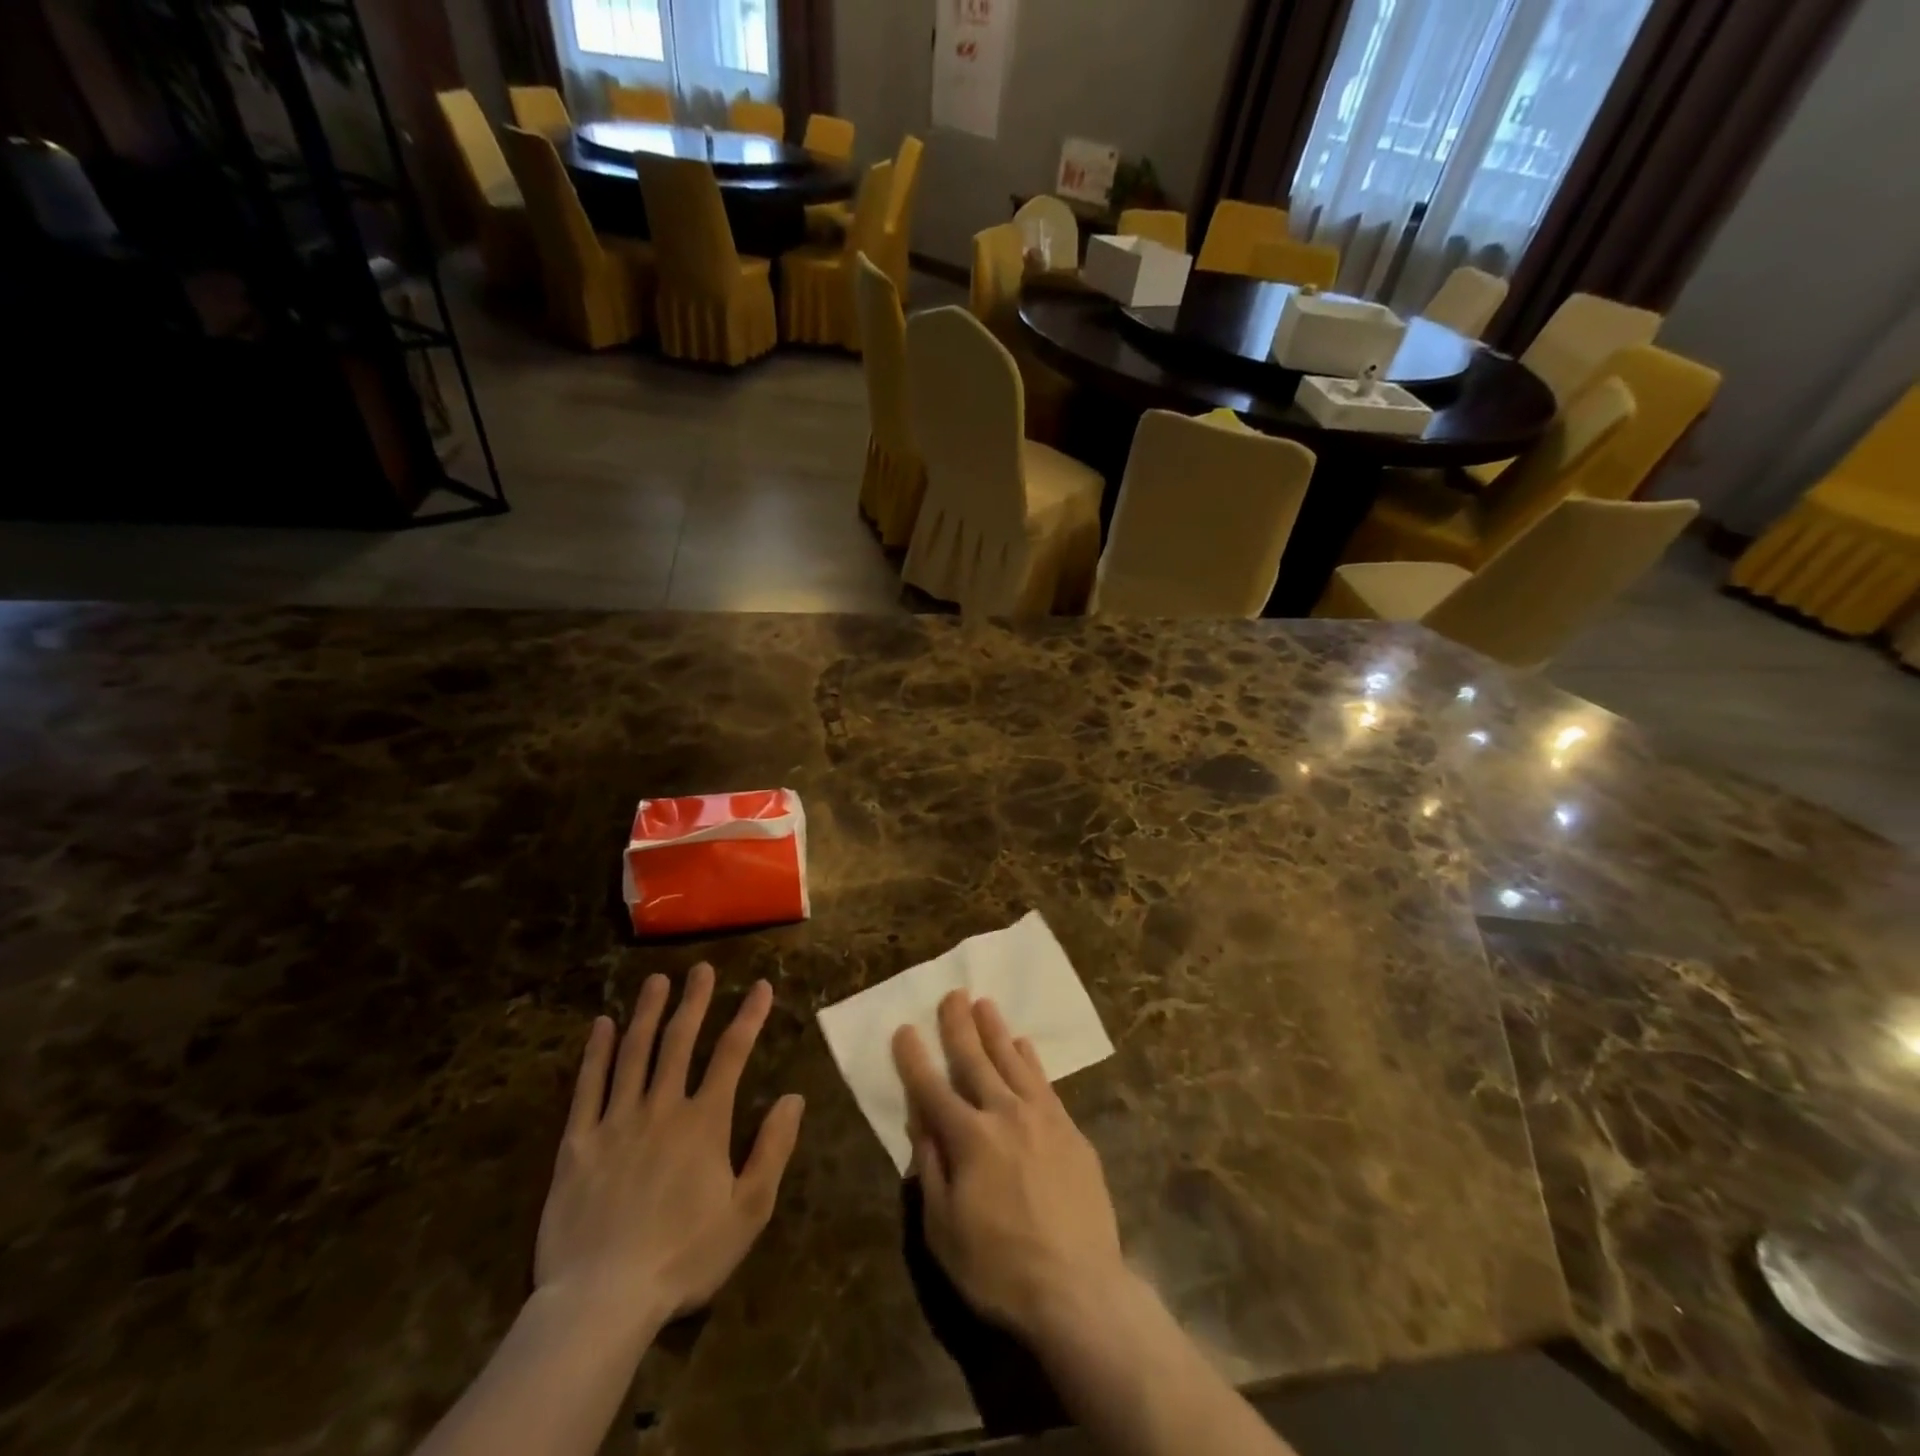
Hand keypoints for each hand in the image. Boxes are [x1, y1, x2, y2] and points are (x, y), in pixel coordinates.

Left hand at [534, 964, 804, 1332]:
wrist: (602, 1301)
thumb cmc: (684, 1257)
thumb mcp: (748, 1211)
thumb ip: (773, 1149)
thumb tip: (793, 1097)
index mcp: (704, 1122)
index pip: (732, 1054)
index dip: (749, 1016)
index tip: (761, 986)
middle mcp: (662, 1107)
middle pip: (680, 1041)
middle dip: (695, 1001)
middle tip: (701, 969)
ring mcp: (616, 1122)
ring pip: (634, 1053)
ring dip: (647, 1013)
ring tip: (656, 980)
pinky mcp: (578, 1143)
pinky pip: (587, 1087)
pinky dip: (596, 1053)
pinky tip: (602, 1026)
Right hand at [892, 991, 1125, 1341]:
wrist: (1079, 1288)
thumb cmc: (999, 1268)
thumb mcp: (944, 1230)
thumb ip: (930, 1167)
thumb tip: (919, 1120)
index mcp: (968, 1138)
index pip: (931, 1088)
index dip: (914, 1058)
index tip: (904, 1028)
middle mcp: (1004, 1114)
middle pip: (975, 1060)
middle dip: (959, 1026)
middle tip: (952, 994)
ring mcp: (1042, 1117)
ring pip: (1013, 1060)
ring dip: (996, 1030)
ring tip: (985, 1004)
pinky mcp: (1070, 1129)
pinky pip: (1045, 1081)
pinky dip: (1031, 1058)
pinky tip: (1024, 1044)